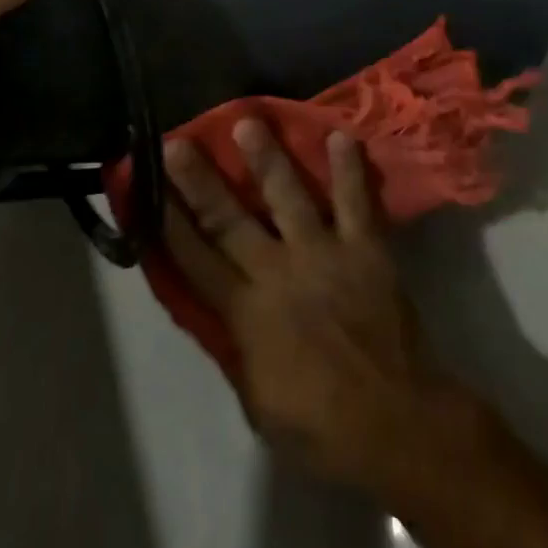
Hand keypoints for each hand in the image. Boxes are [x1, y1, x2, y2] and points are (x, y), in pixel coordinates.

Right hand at [162, 120, 477, 496]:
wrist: (400, 424)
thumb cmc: (324, 427)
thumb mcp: (260, 405)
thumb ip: (238, 350)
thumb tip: (219, 312)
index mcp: (247, 315)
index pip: (195, 260)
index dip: (167, 223)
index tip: (147, 188)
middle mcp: (279, 272)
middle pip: (229, 218)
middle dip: (199, 180)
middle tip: (177, 142)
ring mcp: (324, 253)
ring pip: (288, 195)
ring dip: (267, 157)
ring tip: (248, 120)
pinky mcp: (365, 247)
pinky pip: (355, 200)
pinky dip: (349, 168)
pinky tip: (341, 135)